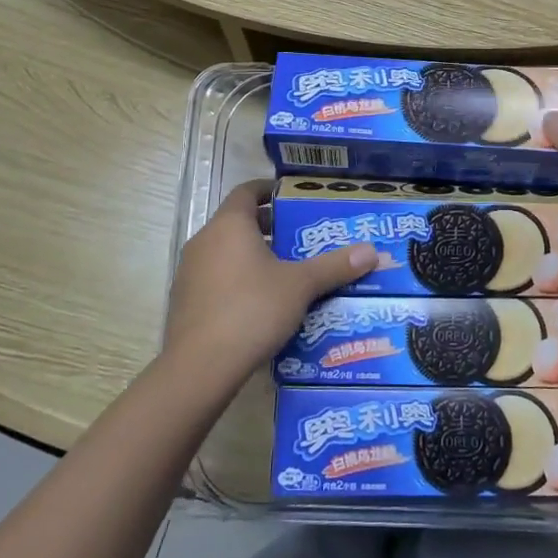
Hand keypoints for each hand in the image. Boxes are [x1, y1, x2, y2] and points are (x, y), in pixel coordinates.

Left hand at [163, 181, 375, 385]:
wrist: (200, 367)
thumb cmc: (252, 309)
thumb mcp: (300, 286)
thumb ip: (334, 266)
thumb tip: (372, 251)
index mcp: (229, 225)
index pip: (247, 191)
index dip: (269, 190)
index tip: (292, 197)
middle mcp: (204, 241)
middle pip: (238, 223)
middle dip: (269, 227)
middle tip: (301, 237)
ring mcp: (190, 272)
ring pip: (226, 252)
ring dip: (253, 256)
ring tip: (287, 271)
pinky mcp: (185, 302)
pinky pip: (216, 278)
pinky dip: (238, 280)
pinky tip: (262, 303)